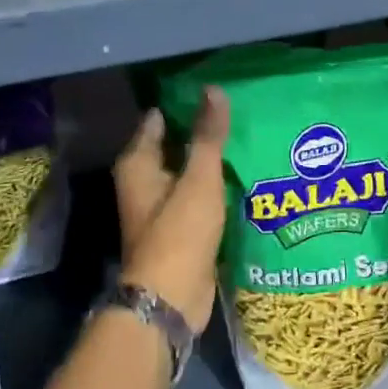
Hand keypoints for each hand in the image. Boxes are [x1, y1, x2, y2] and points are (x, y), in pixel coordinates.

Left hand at [113, 87, 229, 333]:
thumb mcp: (199, 179)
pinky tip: (245, 176)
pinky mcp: (182, 230)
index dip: (184, 103)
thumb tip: (213, 89)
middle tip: (240, 110)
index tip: (216, 90)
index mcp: (138, 164)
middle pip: (175, 145)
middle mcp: (145, 183)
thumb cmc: (179, 232)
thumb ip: (208, 135)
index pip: (159, 120)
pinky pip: (200, 197)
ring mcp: (163, 208)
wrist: (171, 299)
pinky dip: (217, 187)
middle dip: (202, 130)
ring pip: (190, 172)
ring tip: (249, 137)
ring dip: (212, 161)